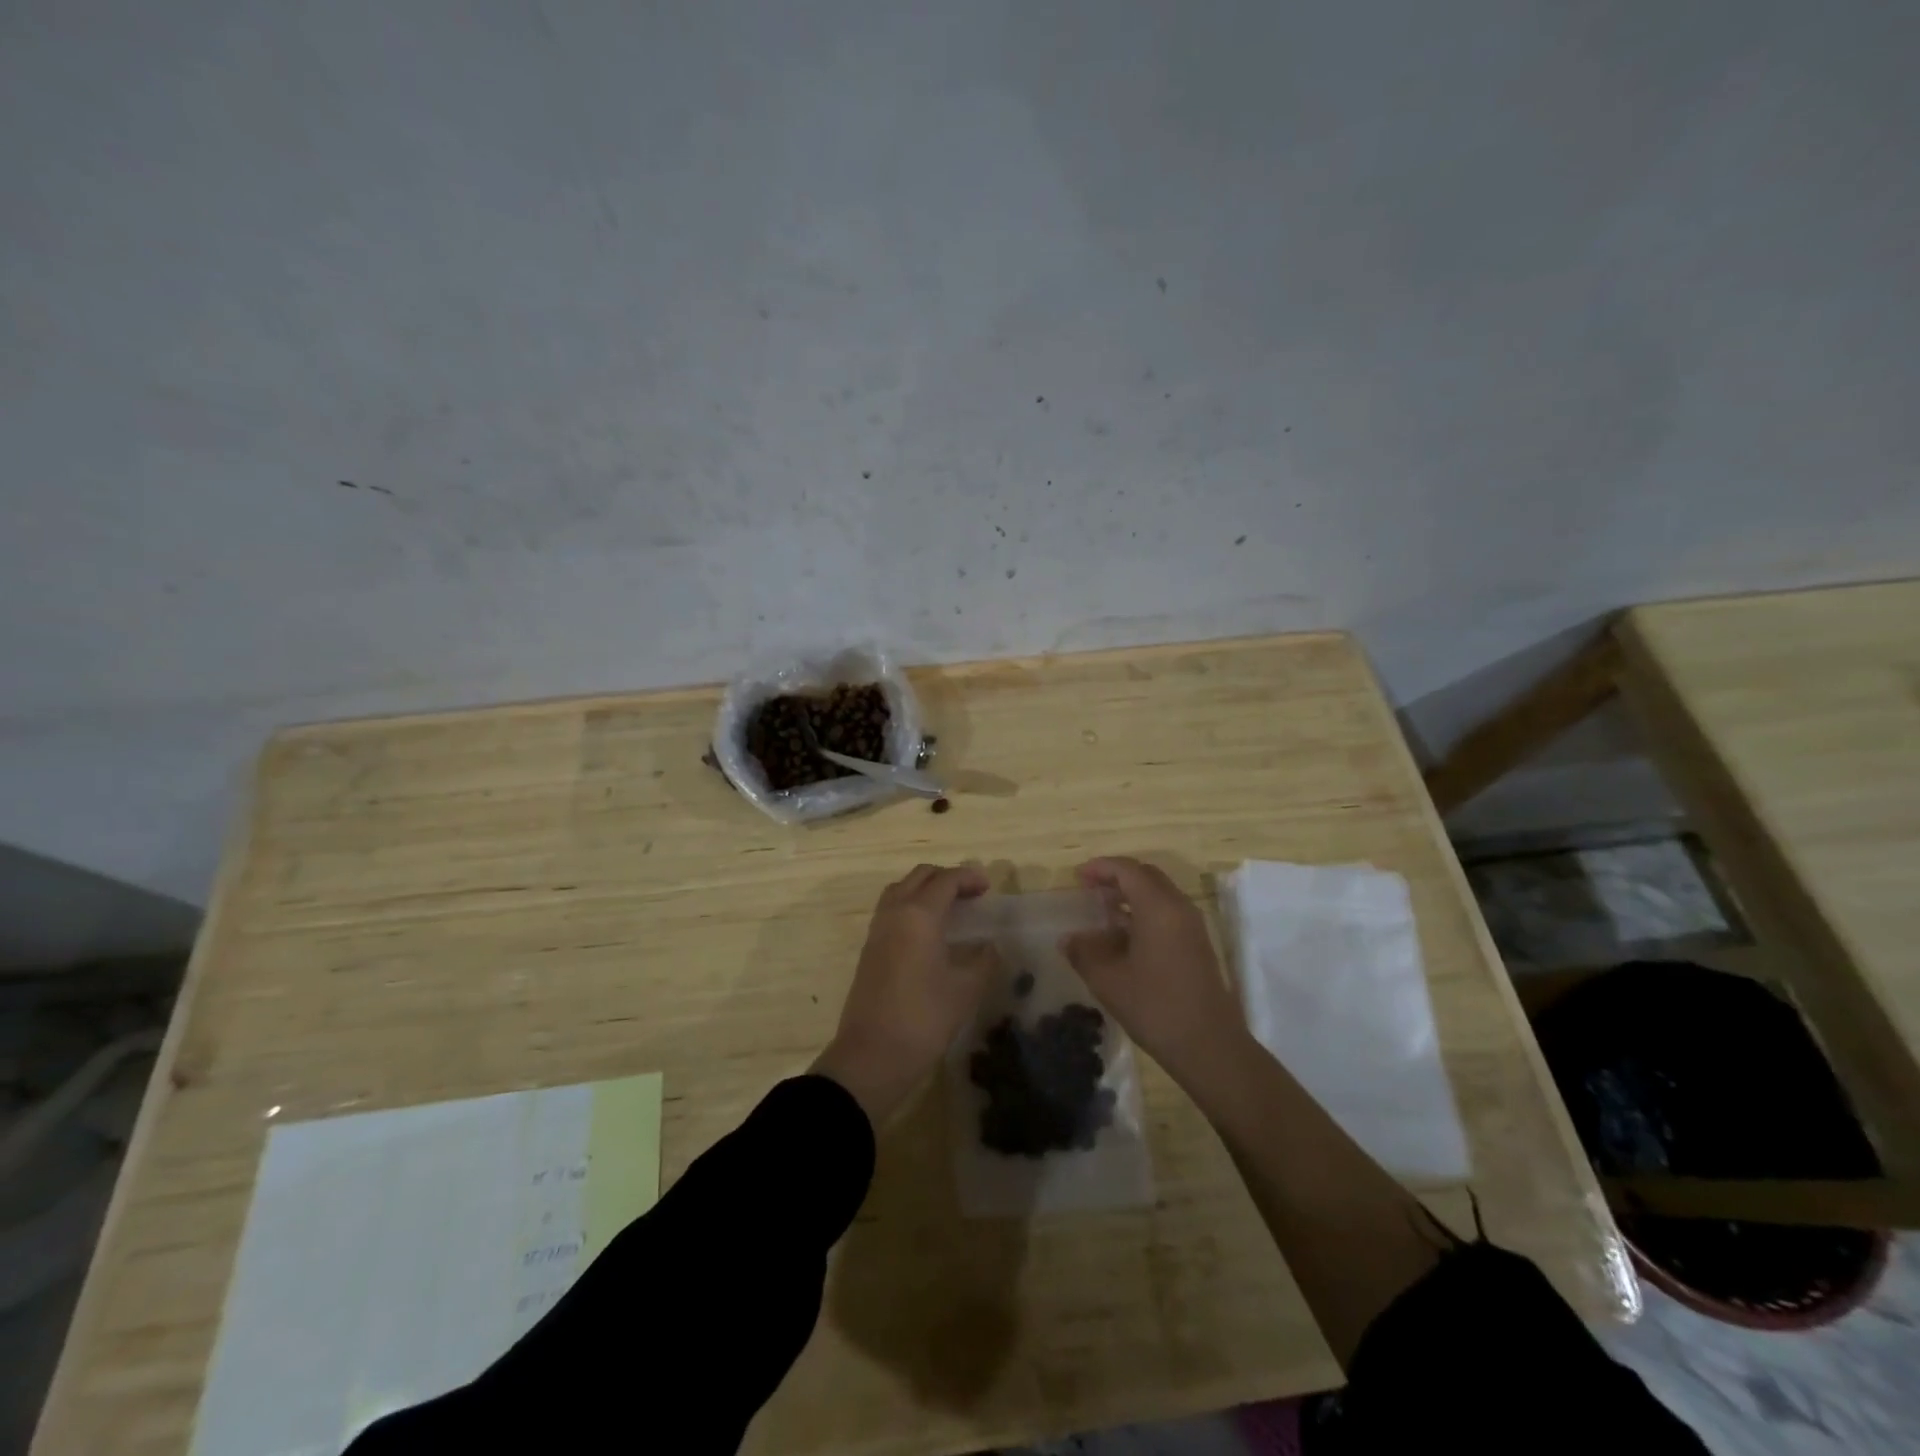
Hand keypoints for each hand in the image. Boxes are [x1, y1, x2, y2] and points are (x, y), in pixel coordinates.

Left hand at [812, 864, 997, 1125]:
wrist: (872, 1055)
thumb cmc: (923, 1018)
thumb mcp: (965, 990)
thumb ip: (983, 961)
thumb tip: (990, 946)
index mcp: (919, 915)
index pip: (945, 880)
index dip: (969, 878)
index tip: (988, 888)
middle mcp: (894, 913)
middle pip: (919, 877)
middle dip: (946, 877)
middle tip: (971, 893)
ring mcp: (877, 930)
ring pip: (901, 890)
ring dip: (925, 889)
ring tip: (950, 908)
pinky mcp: (869, 949)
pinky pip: (891, 910)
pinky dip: (911, 906)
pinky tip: (928, 931)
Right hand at [1061, 857, 1245, 1083]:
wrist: (1209, 1046)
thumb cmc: (1155, 1007)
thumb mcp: (1108, 980)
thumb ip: (1083, 952)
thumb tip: (1067, 939)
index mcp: (1158, 907)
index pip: (1127, 870)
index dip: (1100, 868)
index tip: (1077, 876)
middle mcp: (1179, 908)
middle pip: (1146, 876)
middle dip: (1116, 877)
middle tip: (1089, 889)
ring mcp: (1192, 926)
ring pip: (1159, 894)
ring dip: (1131, 895)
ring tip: (1102, 912)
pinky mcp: (1197, 944)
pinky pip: (1168, 913)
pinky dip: (1144, 912)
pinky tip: (1124, 937)